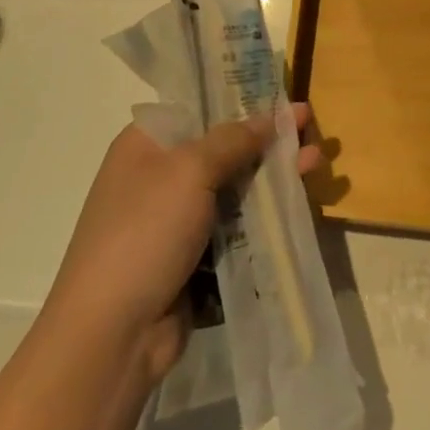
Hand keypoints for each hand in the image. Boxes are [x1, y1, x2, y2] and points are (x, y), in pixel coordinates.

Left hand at [44, 105, 320, 381]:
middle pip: (223, 147)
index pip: (199, 107)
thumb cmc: (144, 234)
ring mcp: (177, 220)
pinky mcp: (194, 258)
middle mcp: (159, 176)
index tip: (279, 94)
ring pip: (234, 188)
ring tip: (317, 161)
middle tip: (310, 123)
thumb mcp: (188, 172)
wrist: (111, 336)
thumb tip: (267, 116)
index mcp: (146, 144)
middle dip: (267, 137)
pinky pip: (237, 227)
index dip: (241, 98)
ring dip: (273, 176)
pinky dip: (265, 216)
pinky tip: (299, 204)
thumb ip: (232, 140)